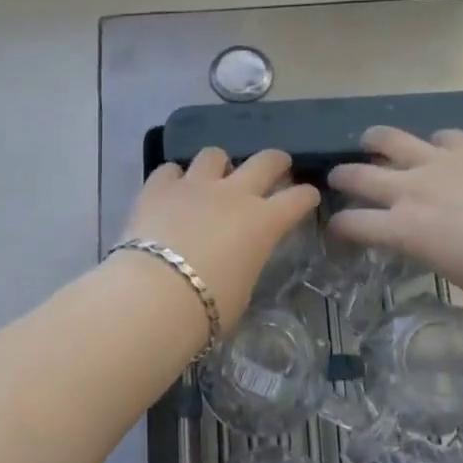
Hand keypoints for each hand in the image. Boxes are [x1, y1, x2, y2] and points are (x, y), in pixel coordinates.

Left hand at [120, 149, 321, 332]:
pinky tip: (171, 190)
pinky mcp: (159, 187)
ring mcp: (195, 185)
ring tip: (213, 177)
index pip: (298, 199)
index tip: (308, 196)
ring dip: (218, 164)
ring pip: (214, 155)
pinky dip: (173, 178)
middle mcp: (234, 194)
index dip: (306, 195)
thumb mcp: (242, 290)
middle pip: (265, 161)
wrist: (155, 296)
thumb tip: (236, 260)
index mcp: (263, 223)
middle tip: (277, 165)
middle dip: (275, 161)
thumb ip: (245, 263)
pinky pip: (169, 170)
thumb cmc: (208, 308)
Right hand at [328, 127, 462, 313]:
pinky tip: (440, 148)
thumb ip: (425, 247)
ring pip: (391, 139)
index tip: (336, 226)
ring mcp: (441, 161)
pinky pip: (443, 136)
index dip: (339, 225)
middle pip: (360, 175)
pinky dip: (436, 142)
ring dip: (374, 141)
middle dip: (342, 176)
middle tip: (338, 177)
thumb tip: (421, 237)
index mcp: (405, 229)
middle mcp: (412, 189)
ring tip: (370, 141)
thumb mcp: (451, 272)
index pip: (354, 223)